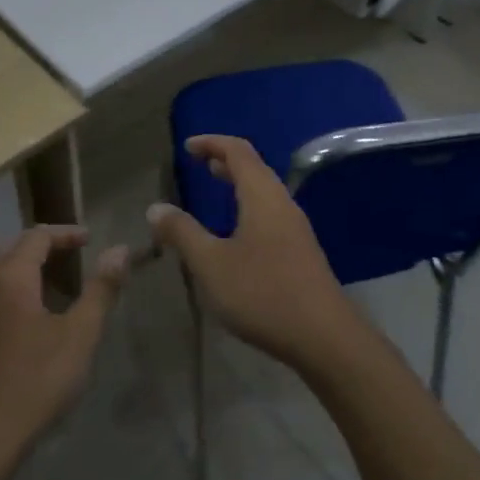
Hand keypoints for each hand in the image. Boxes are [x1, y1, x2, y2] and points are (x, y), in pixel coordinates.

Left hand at [0, 227, 127, 476]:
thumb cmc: (34, 382)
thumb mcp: (79, 335)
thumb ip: (101, 289)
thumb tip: (121, 249)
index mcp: (11, 278)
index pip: (37, 236)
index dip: (66, 233)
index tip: (91, 239)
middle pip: (13, 248)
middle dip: (44, 245)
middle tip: (74, 253)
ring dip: (27, 267)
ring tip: (57, 281)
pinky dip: (15, 289)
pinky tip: (33, 317)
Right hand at [148, 135, 365, 374]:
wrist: (324, 336)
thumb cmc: (263, 293)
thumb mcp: (211, 264)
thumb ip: (182, 233)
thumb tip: (156, 208)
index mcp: (261, 196)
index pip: (238, 152)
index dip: (212, 143)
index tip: (188, 146)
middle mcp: (282, 203)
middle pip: (254, 167)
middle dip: (225, 159)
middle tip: (199, 161)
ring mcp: (295, 228)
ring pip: (264, 190)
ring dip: (239, 182)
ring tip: (215, 185)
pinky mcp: (300, 251)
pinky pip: (270, 211)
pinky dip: (248, 204)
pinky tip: (237, 230)